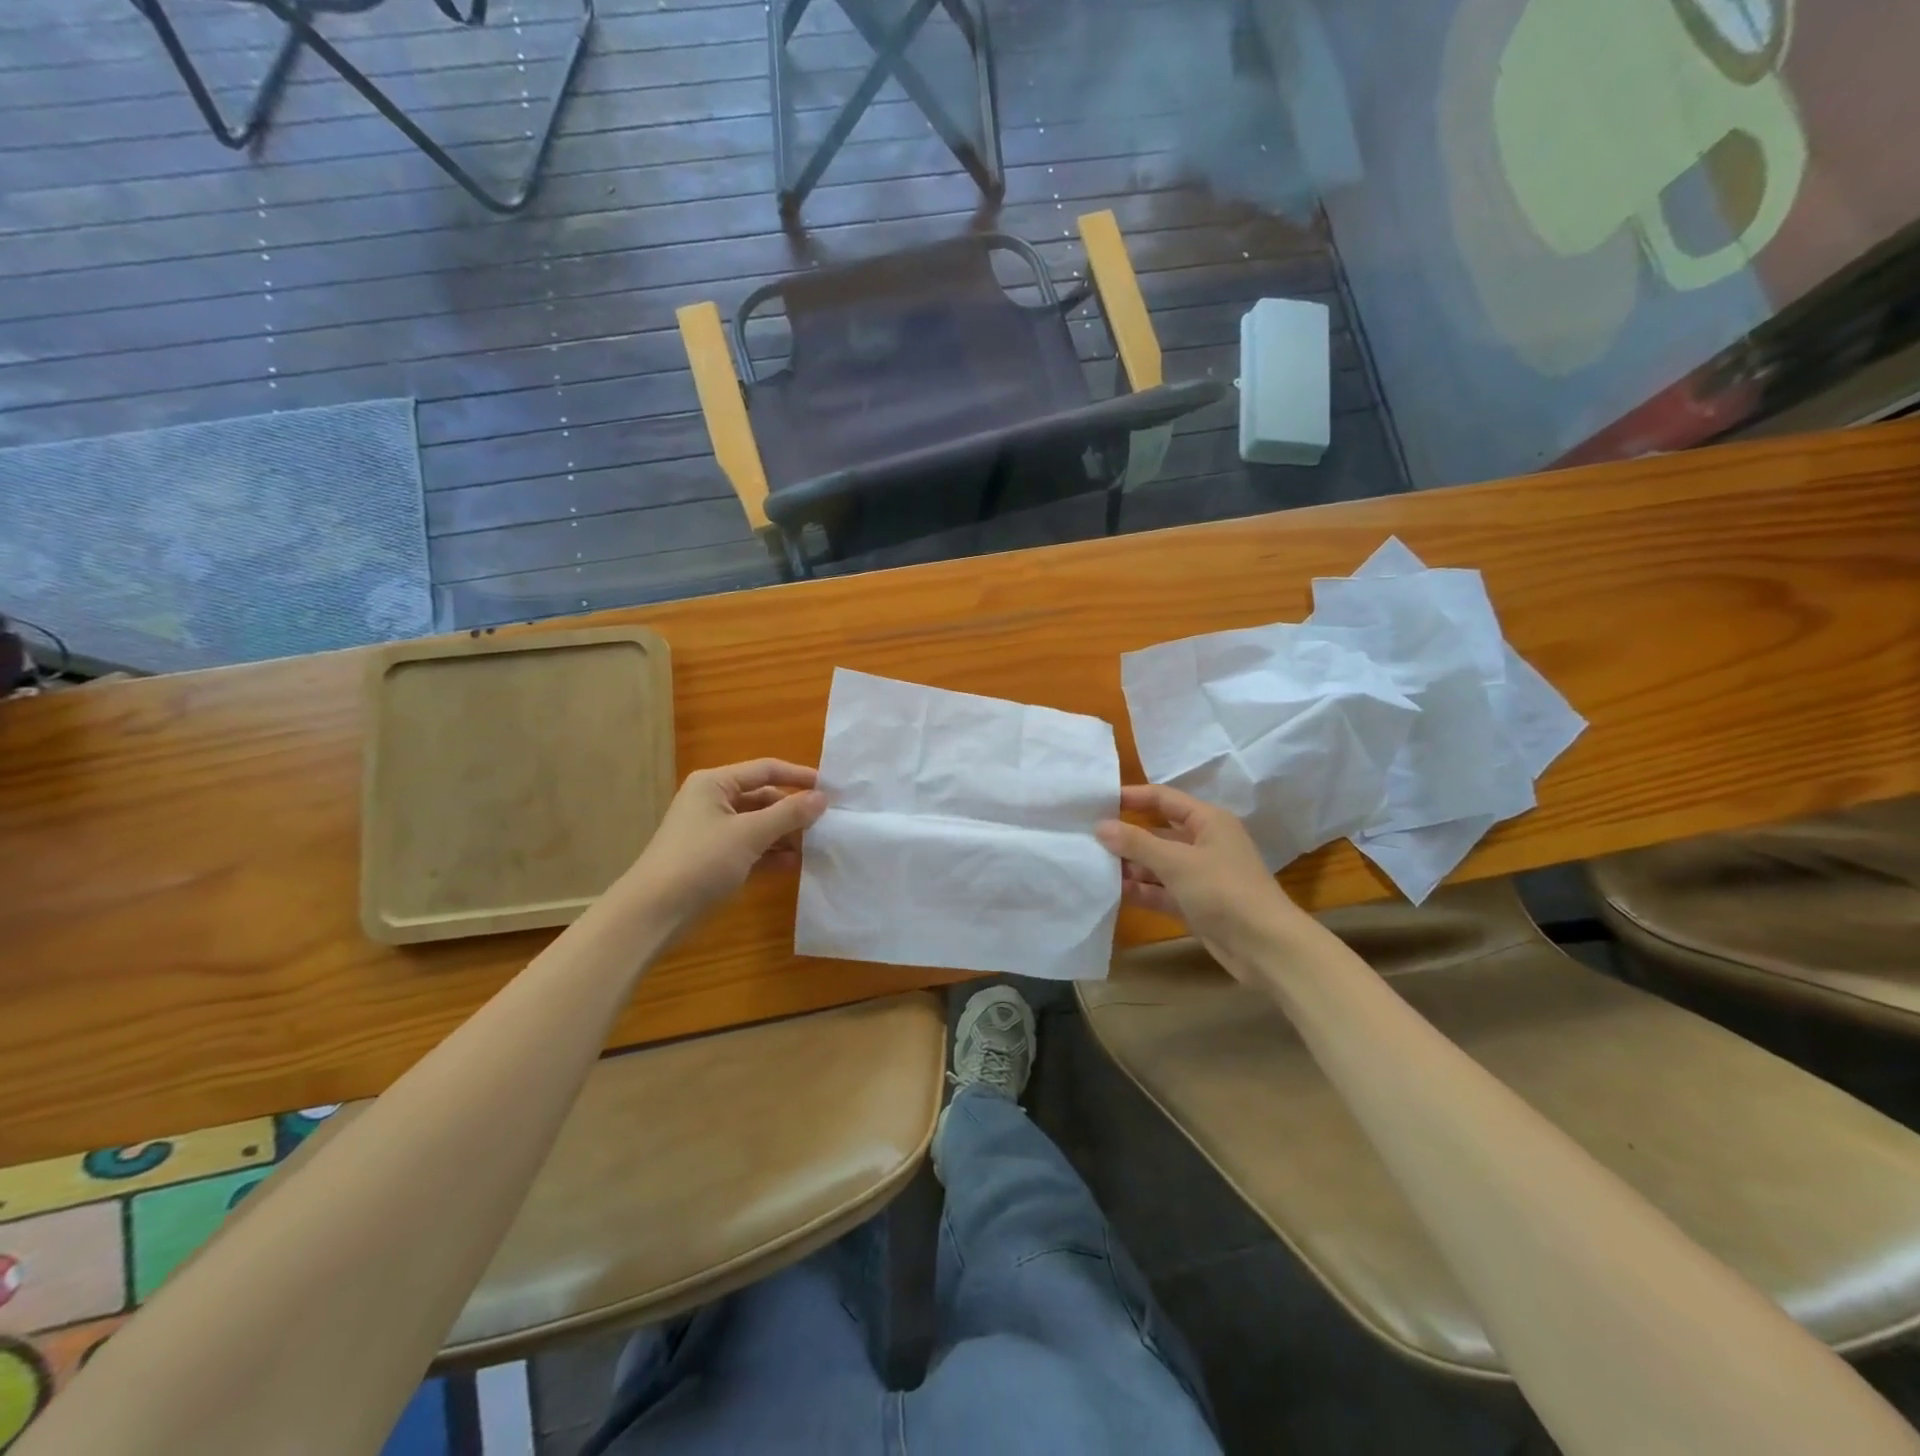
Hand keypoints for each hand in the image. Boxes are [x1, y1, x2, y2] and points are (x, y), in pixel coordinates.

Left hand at [625, 759, 826, 925]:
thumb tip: (822, 797)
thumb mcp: (749, 834)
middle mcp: (714, 802)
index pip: (766, 770)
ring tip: (817, 845)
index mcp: (715, 784)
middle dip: (793, 811)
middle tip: (828, 823)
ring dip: (786, 834)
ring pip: (760, 825)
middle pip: (764, 798)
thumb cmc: (700, 861)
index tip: (831, 789)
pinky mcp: (716, 859)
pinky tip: (796, 864)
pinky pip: (752, 848)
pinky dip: (772, 853)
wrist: (654, 912)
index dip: (798, 777)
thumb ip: (789, 814)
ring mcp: (714, 832)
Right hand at [1095, 784, 1309, 967]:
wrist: (1266, 947)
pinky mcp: (1196, 904)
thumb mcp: (1177, 862)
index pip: (1163, 799)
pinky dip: (1141, 890)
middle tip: (1086, 838)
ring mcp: (1200, 875)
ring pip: (1157, 863)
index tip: (1096, 802)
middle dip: (1126, 836)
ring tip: (1092, 866)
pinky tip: (1112, 892)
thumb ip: (1136, 843)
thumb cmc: (1224, 891)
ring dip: (1130, 865)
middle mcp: (1204, 843)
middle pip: (1158, 832)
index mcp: (1208, 821)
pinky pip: (1162, 890)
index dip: (1132, 797)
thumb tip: (1100, 826)